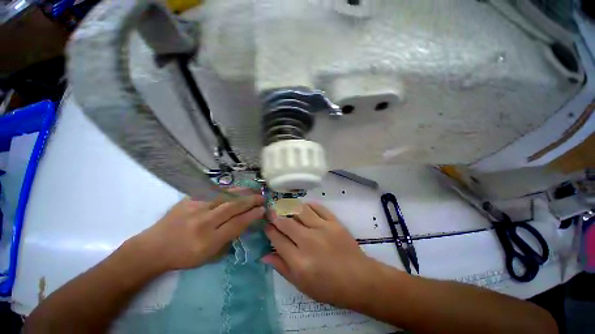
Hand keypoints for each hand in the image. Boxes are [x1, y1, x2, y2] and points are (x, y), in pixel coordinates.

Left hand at [127, 192, 264, 273]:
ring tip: (252, 190)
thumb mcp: (209, 256)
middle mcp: (203, 222)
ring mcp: (195, 208)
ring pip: (224, 195)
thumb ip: (228, 239)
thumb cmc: (184, 256)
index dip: (252, 215)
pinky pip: (212, 191)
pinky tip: (235, 189)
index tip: (263, 209)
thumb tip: (245, 223)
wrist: (154, 248)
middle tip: (262, 197)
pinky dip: (227, 189)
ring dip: (242, 192)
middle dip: (251, 200)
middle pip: (233, 207)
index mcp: (208, 241)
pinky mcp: (188, 199)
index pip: (237, 223)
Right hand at [263, 203, 377, 307]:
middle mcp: (308, 241)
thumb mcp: (302, 285)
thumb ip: (282, 268)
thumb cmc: (329, 287)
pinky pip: (318, 208)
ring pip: (300, 211)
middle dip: (275, 216)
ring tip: (285, 207)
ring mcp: (322, 229)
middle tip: (271, 212)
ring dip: (290, 207)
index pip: (277, 239)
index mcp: (299, 261)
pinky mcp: (334, 222)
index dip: (269, 230)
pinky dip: (308, 205)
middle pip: (286, 222)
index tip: (266, 226)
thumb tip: (265, 255)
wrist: (359, 279)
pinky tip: (304, 206)